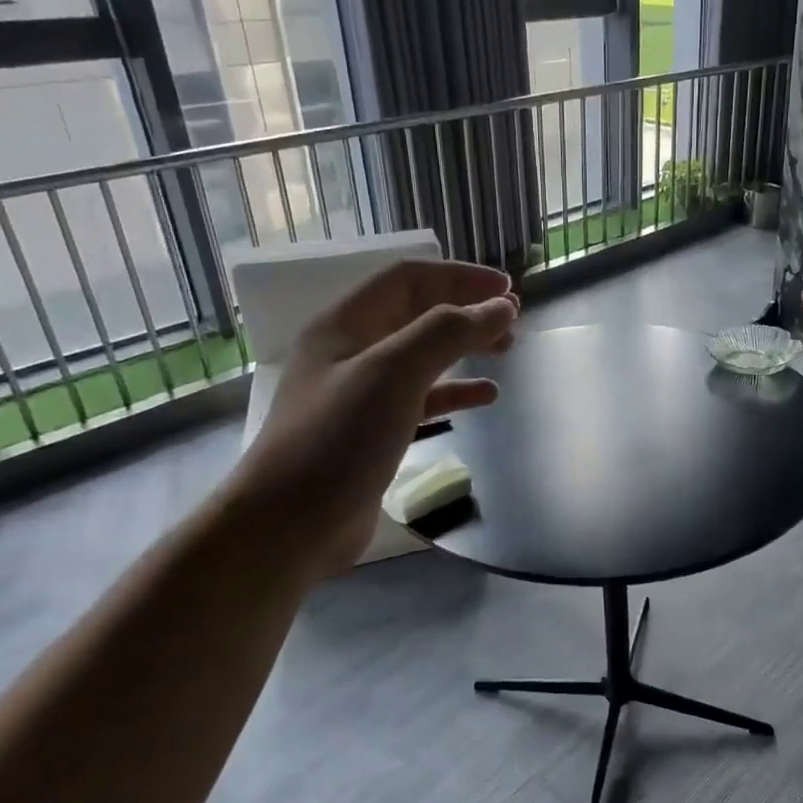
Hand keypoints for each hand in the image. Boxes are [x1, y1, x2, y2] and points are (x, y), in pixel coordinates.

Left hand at [223, 259, 517, 579]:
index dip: (460, 277)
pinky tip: (486, 396)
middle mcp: (352, 352)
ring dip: (465, 348)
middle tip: (512, 321)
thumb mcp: (394, 373)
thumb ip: (448, 332)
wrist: (290, 525)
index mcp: (345, 325)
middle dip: (466, 310)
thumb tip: (500, 307)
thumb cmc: (339, 439)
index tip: (506, 290)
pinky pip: (422, 399)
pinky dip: (455, 392)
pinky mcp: (374, 432)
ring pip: (423, 356)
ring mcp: (362, 394)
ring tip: (506, 350)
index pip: (409, 279)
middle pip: (417, 314)